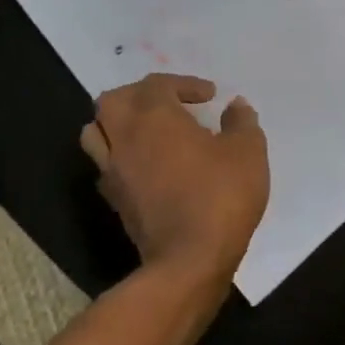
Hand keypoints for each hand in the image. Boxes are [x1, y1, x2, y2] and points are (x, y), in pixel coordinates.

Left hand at [80, 74, 268, 282]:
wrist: (188, 260)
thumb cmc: (220, 195)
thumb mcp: (247, 152)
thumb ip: (241, 122)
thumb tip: (236, 106)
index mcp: (155, 116)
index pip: (157, 84)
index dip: (184, 84)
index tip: (210, 97)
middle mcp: (125, 137)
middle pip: (113, 100)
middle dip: (140, 95)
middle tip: (170, 104)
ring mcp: (113, 170)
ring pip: (96, 131)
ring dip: (119, 123)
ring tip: (149, 131)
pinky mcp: (113, 200)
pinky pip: (105, 164)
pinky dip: (121, 155)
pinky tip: (147, 164)